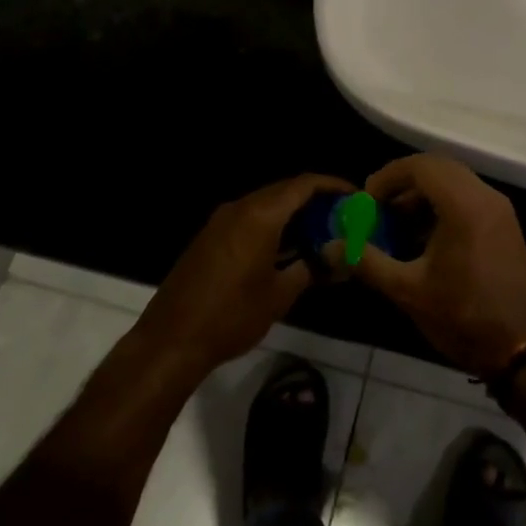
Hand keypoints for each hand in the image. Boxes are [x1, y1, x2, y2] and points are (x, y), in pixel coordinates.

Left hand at [136, 174, 349, 383]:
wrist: (171, 340)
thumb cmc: (231, 316)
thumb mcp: (279, 295)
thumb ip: (311, 269)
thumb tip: (340, 259)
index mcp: (260, 215)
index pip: (304, 184)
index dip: (332, 185)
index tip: (354, 195)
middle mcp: (240, 208)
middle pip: (284, 190)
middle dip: (314, 199)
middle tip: (340, 215)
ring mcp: (221, 221)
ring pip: (266, 204)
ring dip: (292, 212)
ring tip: (319, 231)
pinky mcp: (210, 237)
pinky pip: (249, 218)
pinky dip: (272, 224)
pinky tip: (286, 247)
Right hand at [349, 154, 525, 375]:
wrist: (520, 348)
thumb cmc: (462, 316)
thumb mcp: (408, 291)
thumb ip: (367, 262)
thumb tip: (331, 247)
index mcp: (464, 205)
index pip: (420, 166)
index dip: (388, 177)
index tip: (366, 201)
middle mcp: (485, 196)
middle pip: (438, 168)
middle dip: (403, 183)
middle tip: (377, 208)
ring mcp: (499, 209)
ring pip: (454, 182)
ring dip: (422, 195)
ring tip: (396, 226)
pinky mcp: (505, 224)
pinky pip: (468, 198)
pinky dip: (443, 206)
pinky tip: (423, 239)